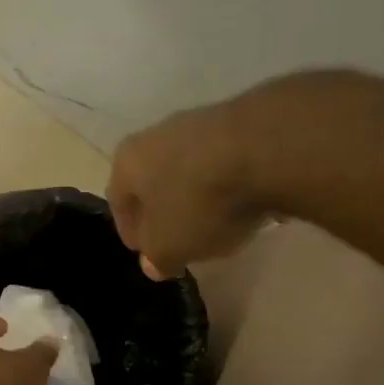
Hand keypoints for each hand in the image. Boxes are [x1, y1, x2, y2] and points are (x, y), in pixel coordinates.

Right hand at [109, 95, 267, 279]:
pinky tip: (246, 202)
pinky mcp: (239, 121)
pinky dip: (228, 183)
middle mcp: (155, 135)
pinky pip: (224, 162)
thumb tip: (153, 263)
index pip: (118, 202)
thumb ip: (157, 257)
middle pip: (153, 181)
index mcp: (127, 162)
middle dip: (164, 211)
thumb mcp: (170, 246)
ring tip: (218, 223)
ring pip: (189, 169)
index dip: (131, 232)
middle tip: (179, 240)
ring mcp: (198, 123)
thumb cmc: (199, 203)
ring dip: (197, 195)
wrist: (265, 150)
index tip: (148, 253)